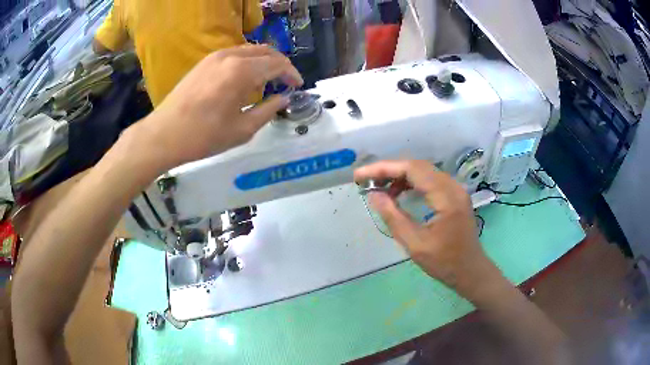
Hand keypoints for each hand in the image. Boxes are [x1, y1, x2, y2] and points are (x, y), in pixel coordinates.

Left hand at [140, 45, 302, 169]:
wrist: (163, 135)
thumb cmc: (203, 136)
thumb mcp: (242, 130)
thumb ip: (268, 110)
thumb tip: (283, 98)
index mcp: (242, 71)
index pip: (277, 64)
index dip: (291, 74)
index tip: (297, 86)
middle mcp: (230, 56)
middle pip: (266, 51)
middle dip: (280, 64)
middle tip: (286, 81)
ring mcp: (215, 56)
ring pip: (250, 50)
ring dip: (264, 61)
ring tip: (268, 80)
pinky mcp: (204, 62)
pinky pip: (234, 54)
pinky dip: (247, 61)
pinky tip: (245, 78)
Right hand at [354, 160, 498, 296]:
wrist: (470, 270)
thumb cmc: (444, 262)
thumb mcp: (415, 244)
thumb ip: (393, 217)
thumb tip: (373, 194)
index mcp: (446, 197)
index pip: (412, 169)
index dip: (384, 168)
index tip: (360, 175)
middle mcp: (453, 186)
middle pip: (417, 166)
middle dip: (389, 169)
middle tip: (366, 180)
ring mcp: (455, 189)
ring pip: (423, 171)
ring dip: (399, 175)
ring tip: (379, 188)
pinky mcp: (453, 195)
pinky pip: (429, 180)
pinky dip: (411, 183)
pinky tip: (398, 193)